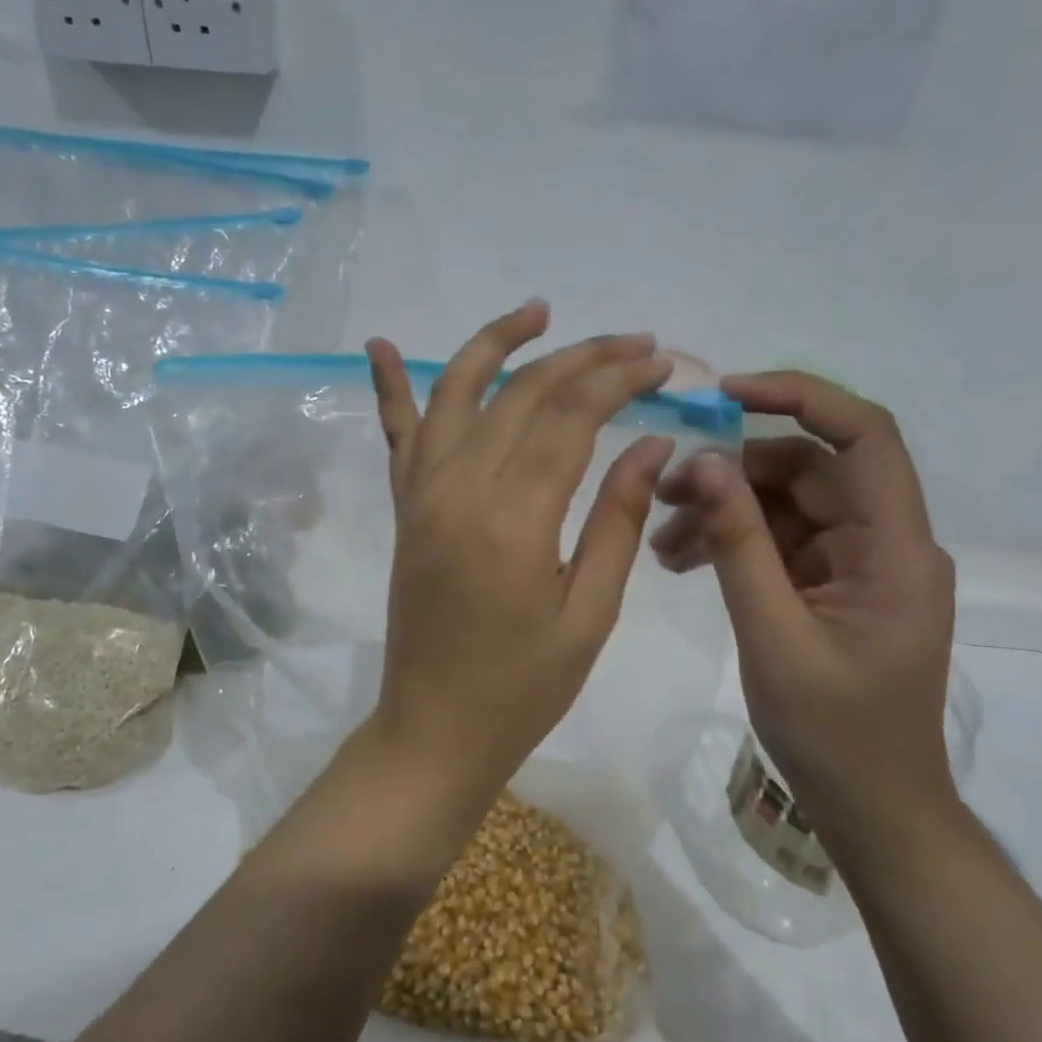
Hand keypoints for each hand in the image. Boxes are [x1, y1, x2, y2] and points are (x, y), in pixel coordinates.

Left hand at [362, 302, 675, 795]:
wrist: (433, 731)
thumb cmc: (522, 688)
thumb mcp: (590, 614)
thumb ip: (616, 518)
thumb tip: (652, 443)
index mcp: (513, 519)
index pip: (571, 416)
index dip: (619, 379)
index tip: (662, 363)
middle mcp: (458, 488)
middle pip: (522, 393)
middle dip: (583, 357)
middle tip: (635, 344)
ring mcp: (421, 493)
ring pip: (457, 391)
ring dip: (497, 342)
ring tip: (539, 310)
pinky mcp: (404, 507)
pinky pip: (396, 434)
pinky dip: (388, 385)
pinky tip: (378, 343)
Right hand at [650, 373, 956, 848]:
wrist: (874, 810)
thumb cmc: (834, 735)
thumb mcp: (773, 636)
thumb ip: (738, 545)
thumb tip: (705, 463)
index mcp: (894, 548)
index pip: (864, 436)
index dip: (799, 397)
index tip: (725, 394)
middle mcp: (884, 542)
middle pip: (807, 471)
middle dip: (732, 474)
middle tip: (662, 494)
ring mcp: (858, 564)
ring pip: (786, 505)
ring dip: (724, 512)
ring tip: (661, 544)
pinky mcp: (834, 586)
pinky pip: (781, 542)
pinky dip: (735, 543)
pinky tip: (684, 561)